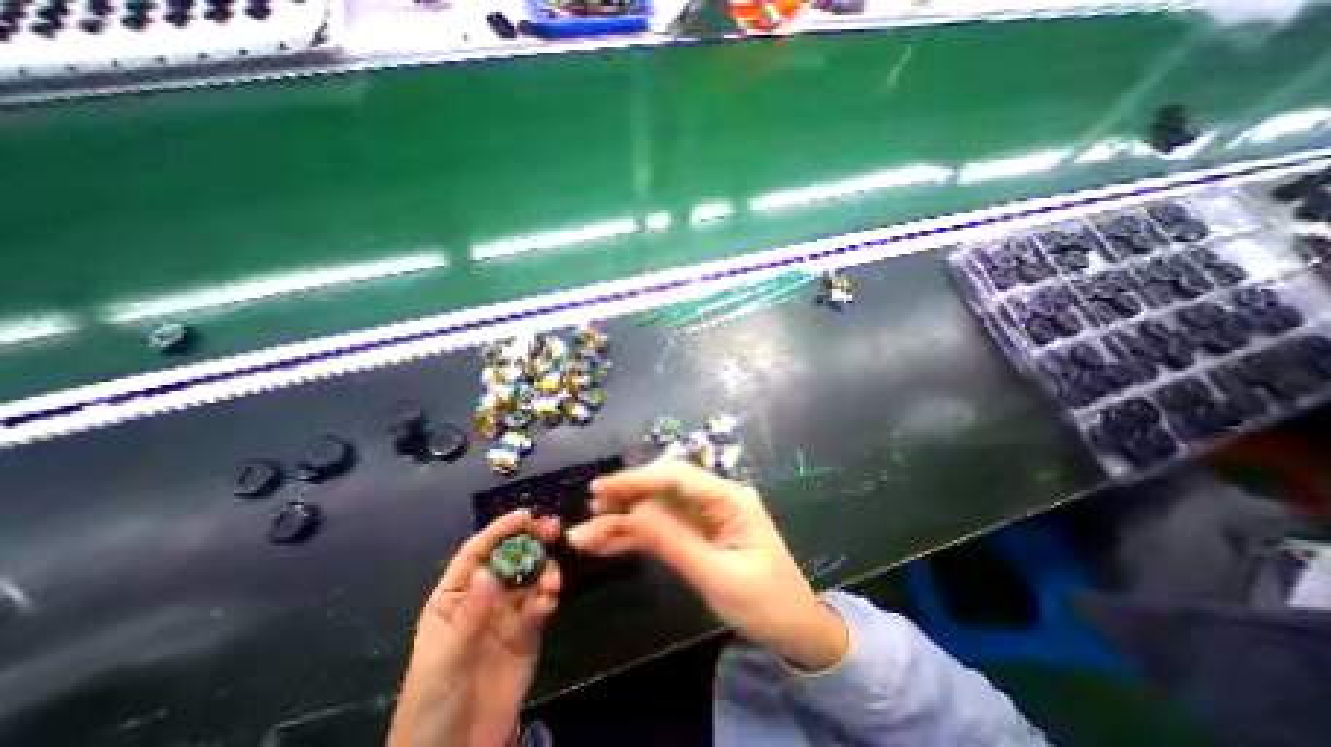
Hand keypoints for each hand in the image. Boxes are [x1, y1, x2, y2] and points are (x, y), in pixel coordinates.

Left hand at [391, 511, 565, 746]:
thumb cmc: (433, 704)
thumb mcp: (446, 657)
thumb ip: (472, 612)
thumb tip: (492, 569)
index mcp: (454, 598)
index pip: (477, 554)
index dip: (499, 531)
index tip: (525, 515)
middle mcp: (482, 599)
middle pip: (509, 560)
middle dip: (531, 541)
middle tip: (553, 527)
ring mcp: (506, 615)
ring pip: (529, 578)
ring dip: (544, 571)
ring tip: (551, 581)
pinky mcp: (527, 632)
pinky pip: (540, 605)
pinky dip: (547, 598)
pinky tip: (548, 603)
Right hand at [571, 461, 839, 670]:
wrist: (792, 630)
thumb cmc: (765, 603)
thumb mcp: (717, 575)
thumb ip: (674, 541)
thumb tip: (634, 513)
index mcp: (729, 498)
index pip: (677, 477)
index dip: (637, 479)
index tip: (601, 489)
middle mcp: (715, 499)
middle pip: (663, 489)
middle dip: (625, 500)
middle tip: (588, 515)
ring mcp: (704, 516)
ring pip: (656, 510)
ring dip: (623, 521)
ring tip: (586, 535)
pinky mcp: (696, 534)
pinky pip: (661, 530)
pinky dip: (634, 536)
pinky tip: (607, 543)